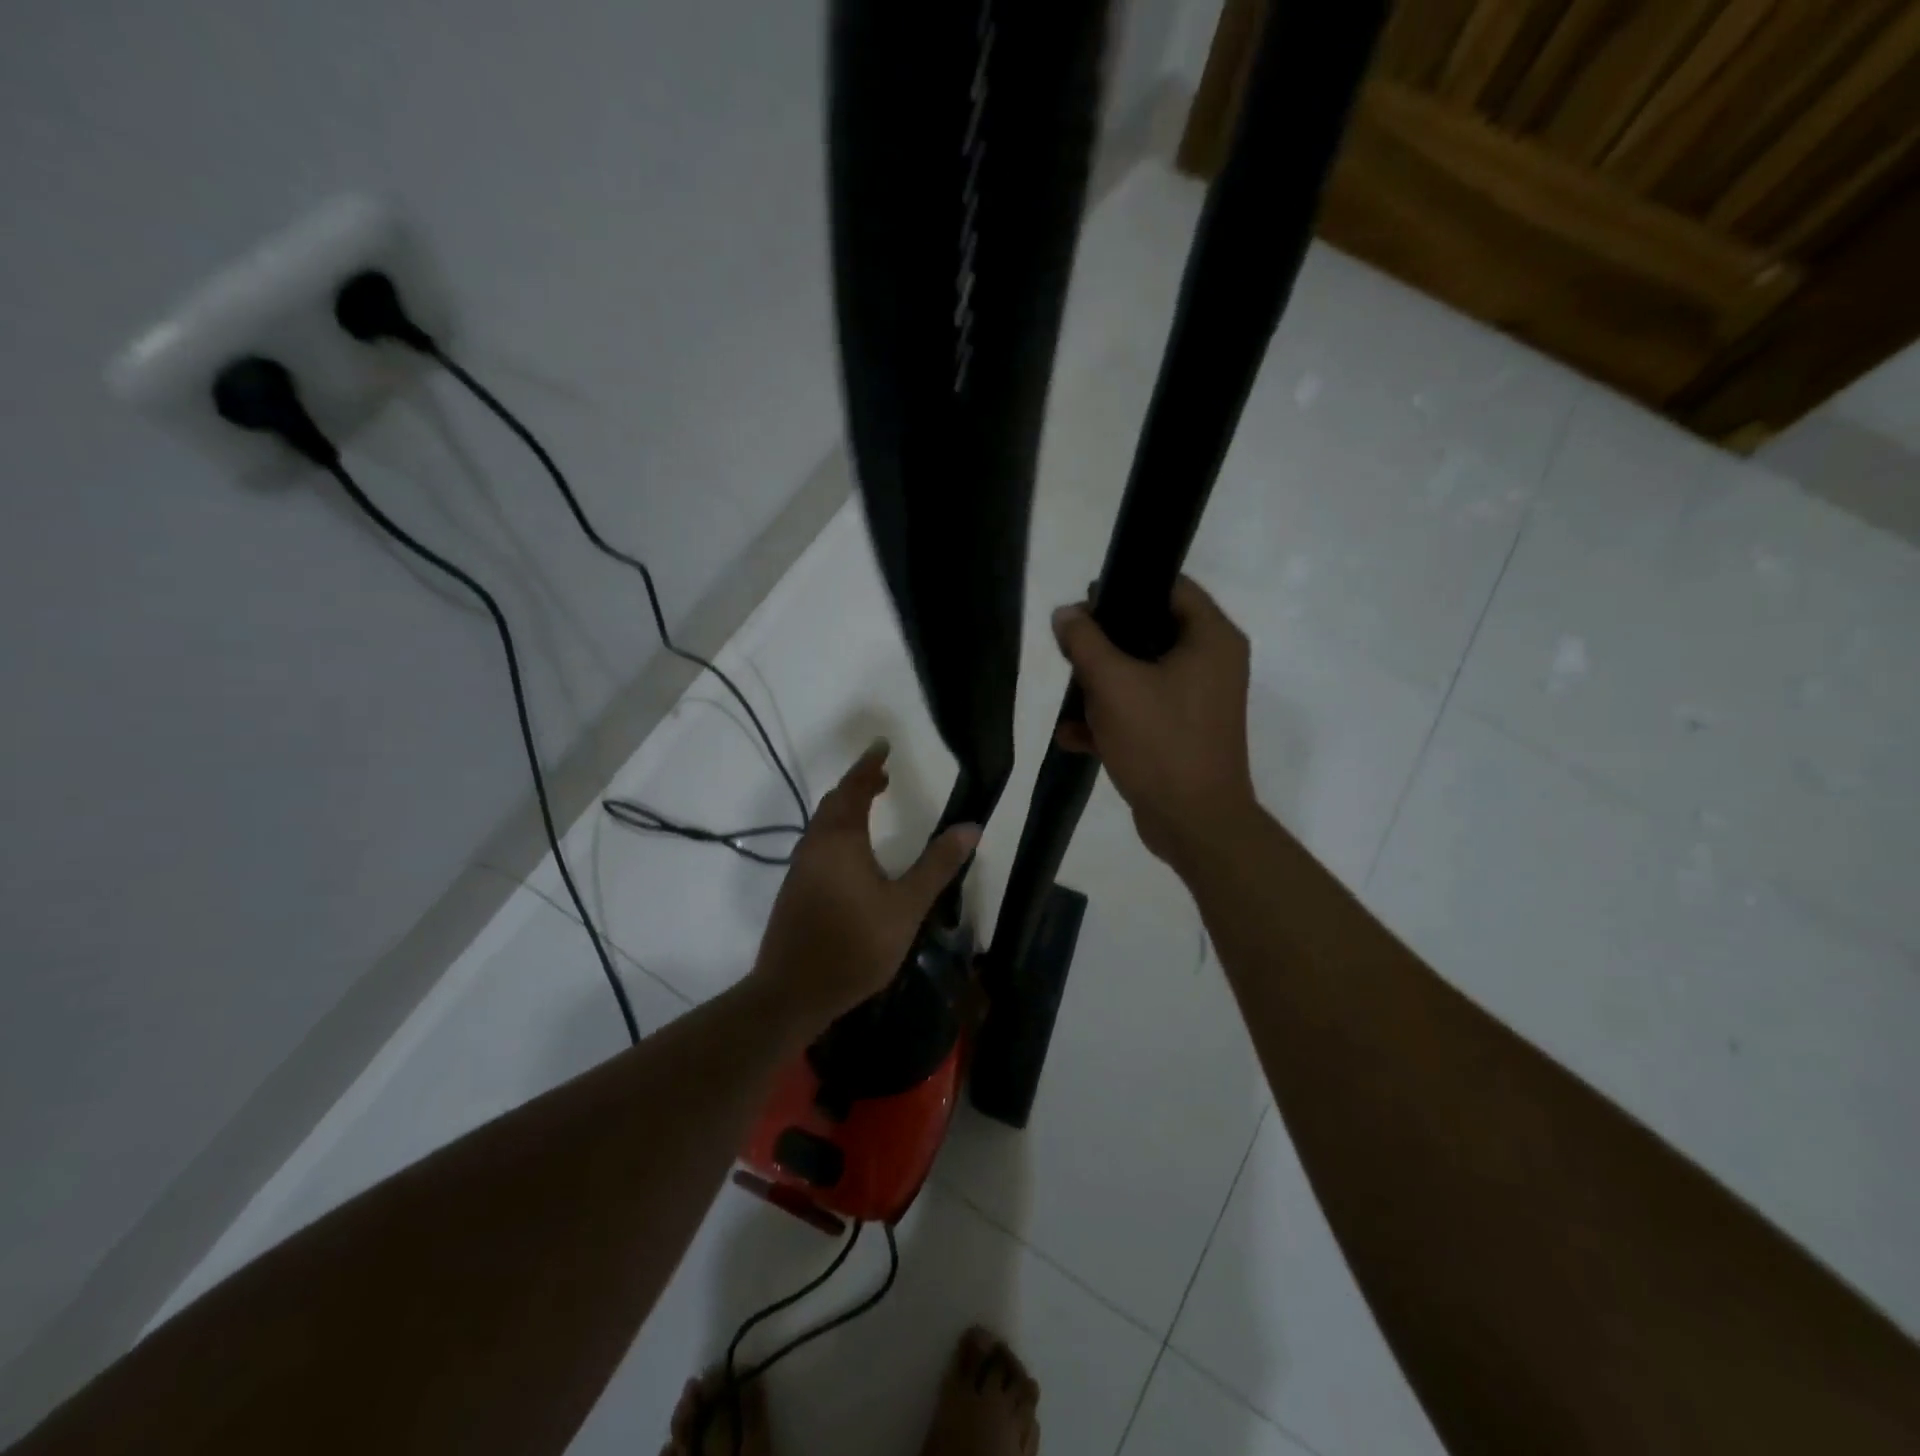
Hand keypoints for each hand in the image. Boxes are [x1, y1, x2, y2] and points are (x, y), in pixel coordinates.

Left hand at [750, 743, 979, 1032]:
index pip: (854, 788)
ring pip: (823, 824)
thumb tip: (971, 827)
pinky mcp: (795, 889)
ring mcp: (801, 868)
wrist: (794, 992)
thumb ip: (937, 866)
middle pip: (834, 802)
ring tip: (873, 807)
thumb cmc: (854, 945)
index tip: (883, 745)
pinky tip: (853, 853)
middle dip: (858, 784)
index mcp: (840, 839)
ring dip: (846, 808)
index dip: (870, 765)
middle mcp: (815, 844)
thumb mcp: (906, 906)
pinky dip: (838, 831)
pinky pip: (819, 843)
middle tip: (884, 777)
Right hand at [1051, 577, 1258, 875]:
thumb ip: (1085, 642)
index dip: (1126, 586)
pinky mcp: (1182, 732)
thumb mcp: (1113, 685)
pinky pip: (1143, 709)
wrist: (1194, 823)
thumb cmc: (1160, 743)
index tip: (1086, 601)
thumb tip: (1066, 613)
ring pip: (1141, 673)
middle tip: (1071, 652)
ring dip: (1101, 686)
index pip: (1170, 586)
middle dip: (1104, 644)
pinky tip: (1073, 736)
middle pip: (1150, 631)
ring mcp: (1198, 701)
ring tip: (1071, 701)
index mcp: (1211, 639)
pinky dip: (1112, 718)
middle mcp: (1212, 663)